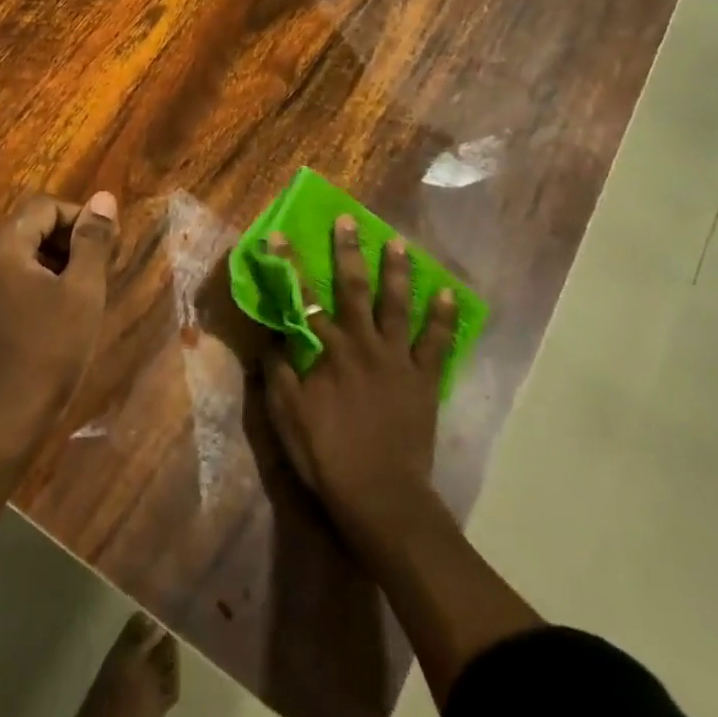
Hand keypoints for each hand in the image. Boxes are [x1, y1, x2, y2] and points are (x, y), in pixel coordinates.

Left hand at [0, 191, 119, 440]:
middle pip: (28, 228)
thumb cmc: (50, 351)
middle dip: (67, 241)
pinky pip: (6, 282)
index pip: (43, 207)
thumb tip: (104, 198)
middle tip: (98, 270)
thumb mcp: (82, 292)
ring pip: (18, 257)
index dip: (80, 218)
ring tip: (81, 294)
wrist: (4, 420)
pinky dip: (34, 285)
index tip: (106, 246)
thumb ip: (92, 240)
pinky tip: (55, 315)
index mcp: (1, 248)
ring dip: (52, 264)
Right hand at [262, 216, 455, 530]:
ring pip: (397, 305)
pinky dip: (442, 317)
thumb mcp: (286, 416)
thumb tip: (271, 334)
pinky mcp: (424, 379)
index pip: (302, 298)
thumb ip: (277, 371)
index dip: (288, 265)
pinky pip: (436, 342)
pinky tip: (446, 294)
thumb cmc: (326, 456)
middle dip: (348, 251)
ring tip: (400, 243)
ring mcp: (397, 359)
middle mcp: (362, 343)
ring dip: (397, 271)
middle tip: (349, 220)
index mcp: (326, 351)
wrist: (380, 495)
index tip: (278, 234)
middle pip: (353, 288)